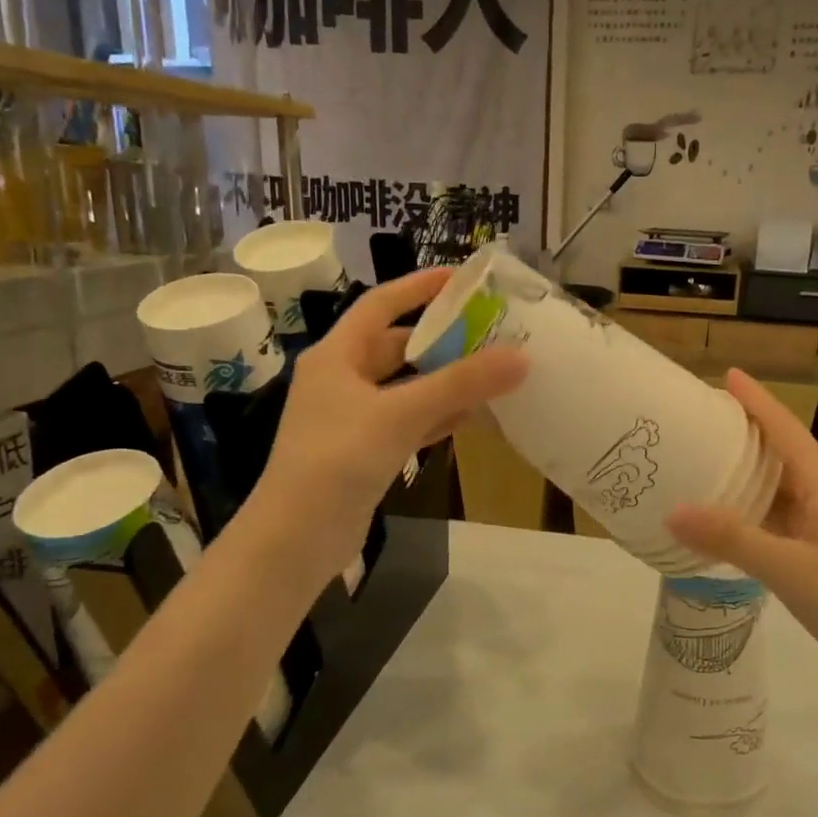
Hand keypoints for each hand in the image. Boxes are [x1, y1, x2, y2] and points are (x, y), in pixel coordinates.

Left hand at [249, 269, 525, 585]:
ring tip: (492, 372)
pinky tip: (470, 418)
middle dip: (440, 339)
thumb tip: (521, 357)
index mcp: (337, 356)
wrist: (296, 539)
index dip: (418, 287)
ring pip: (406, 388)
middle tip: (489, 332)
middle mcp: (341, 380)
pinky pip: (407, 422)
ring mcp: (352, 419)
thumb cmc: (338, 460)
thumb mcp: (401, 414)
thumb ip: (460, 384)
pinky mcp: (364, 452)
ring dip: (444, 381)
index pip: (380, 305)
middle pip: (396, 347)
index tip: (460, 278)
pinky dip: (436, 417)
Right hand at [665, 369, 817, 694]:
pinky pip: (780, 522)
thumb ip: (732, 539)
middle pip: (781, 453)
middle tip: (699, 422)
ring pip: (780, 490)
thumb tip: (673, 511)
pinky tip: (727, 524)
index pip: (785, 429)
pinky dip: (751, 515)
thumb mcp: (790, 569)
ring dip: (746, 475)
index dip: (757, 401)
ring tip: (702, 465)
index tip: (726, 375)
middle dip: (744, 433)